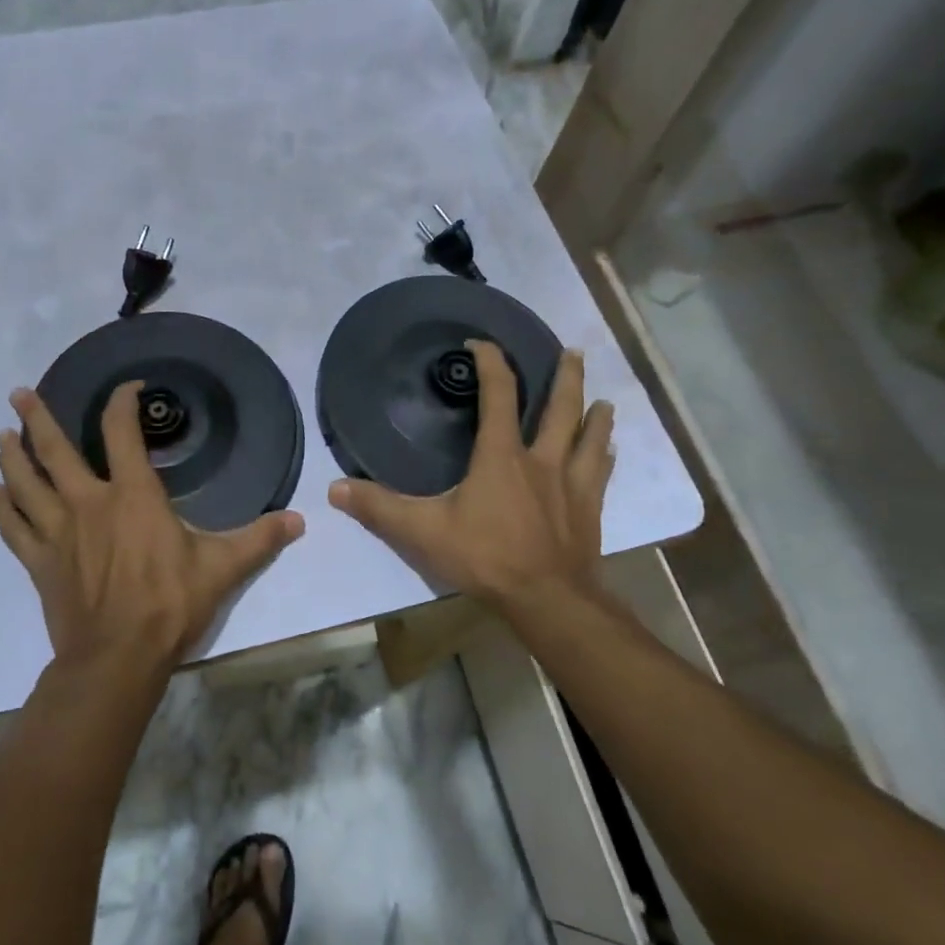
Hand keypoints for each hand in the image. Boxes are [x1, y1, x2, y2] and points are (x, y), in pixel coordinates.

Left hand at [0, 382, 304, 673]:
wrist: (118, 658)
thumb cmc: (170, 605)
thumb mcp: (222, 568)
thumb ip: (259, 539)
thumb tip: (300, 520)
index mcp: (132, 494)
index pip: (121, 432)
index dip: (121, 403)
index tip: (127, 388)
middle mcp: (88, 502)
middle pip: (53, 450)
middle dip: (36, 417)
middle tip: (19, 393)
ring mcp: (57, 532)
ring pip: (24, 483)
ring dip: (11, 455)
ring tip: (1, 434)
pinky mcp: (39, 562)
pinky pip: (13, 527)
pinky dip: (1, 508)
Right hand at [328, 342, 612, 615]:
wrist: (548, 600)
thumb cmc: (485, 557)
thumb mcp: (423, 532)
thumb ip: (379, 507)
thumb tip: (334, 489)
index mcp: (501, 456)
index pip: (499, 395)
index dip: (491, 363)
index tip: (481, 344)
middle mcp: (541, 460)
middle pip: (560, 408)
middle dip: (565, 377)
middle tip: (572, 352)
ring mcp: (571, 485)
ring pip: (589, 438)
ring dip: (595, 414)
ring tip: (603, 398)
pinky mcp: (589, 510)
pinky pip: (601, 474)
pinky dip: (604, 456)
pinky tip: (610, 452)